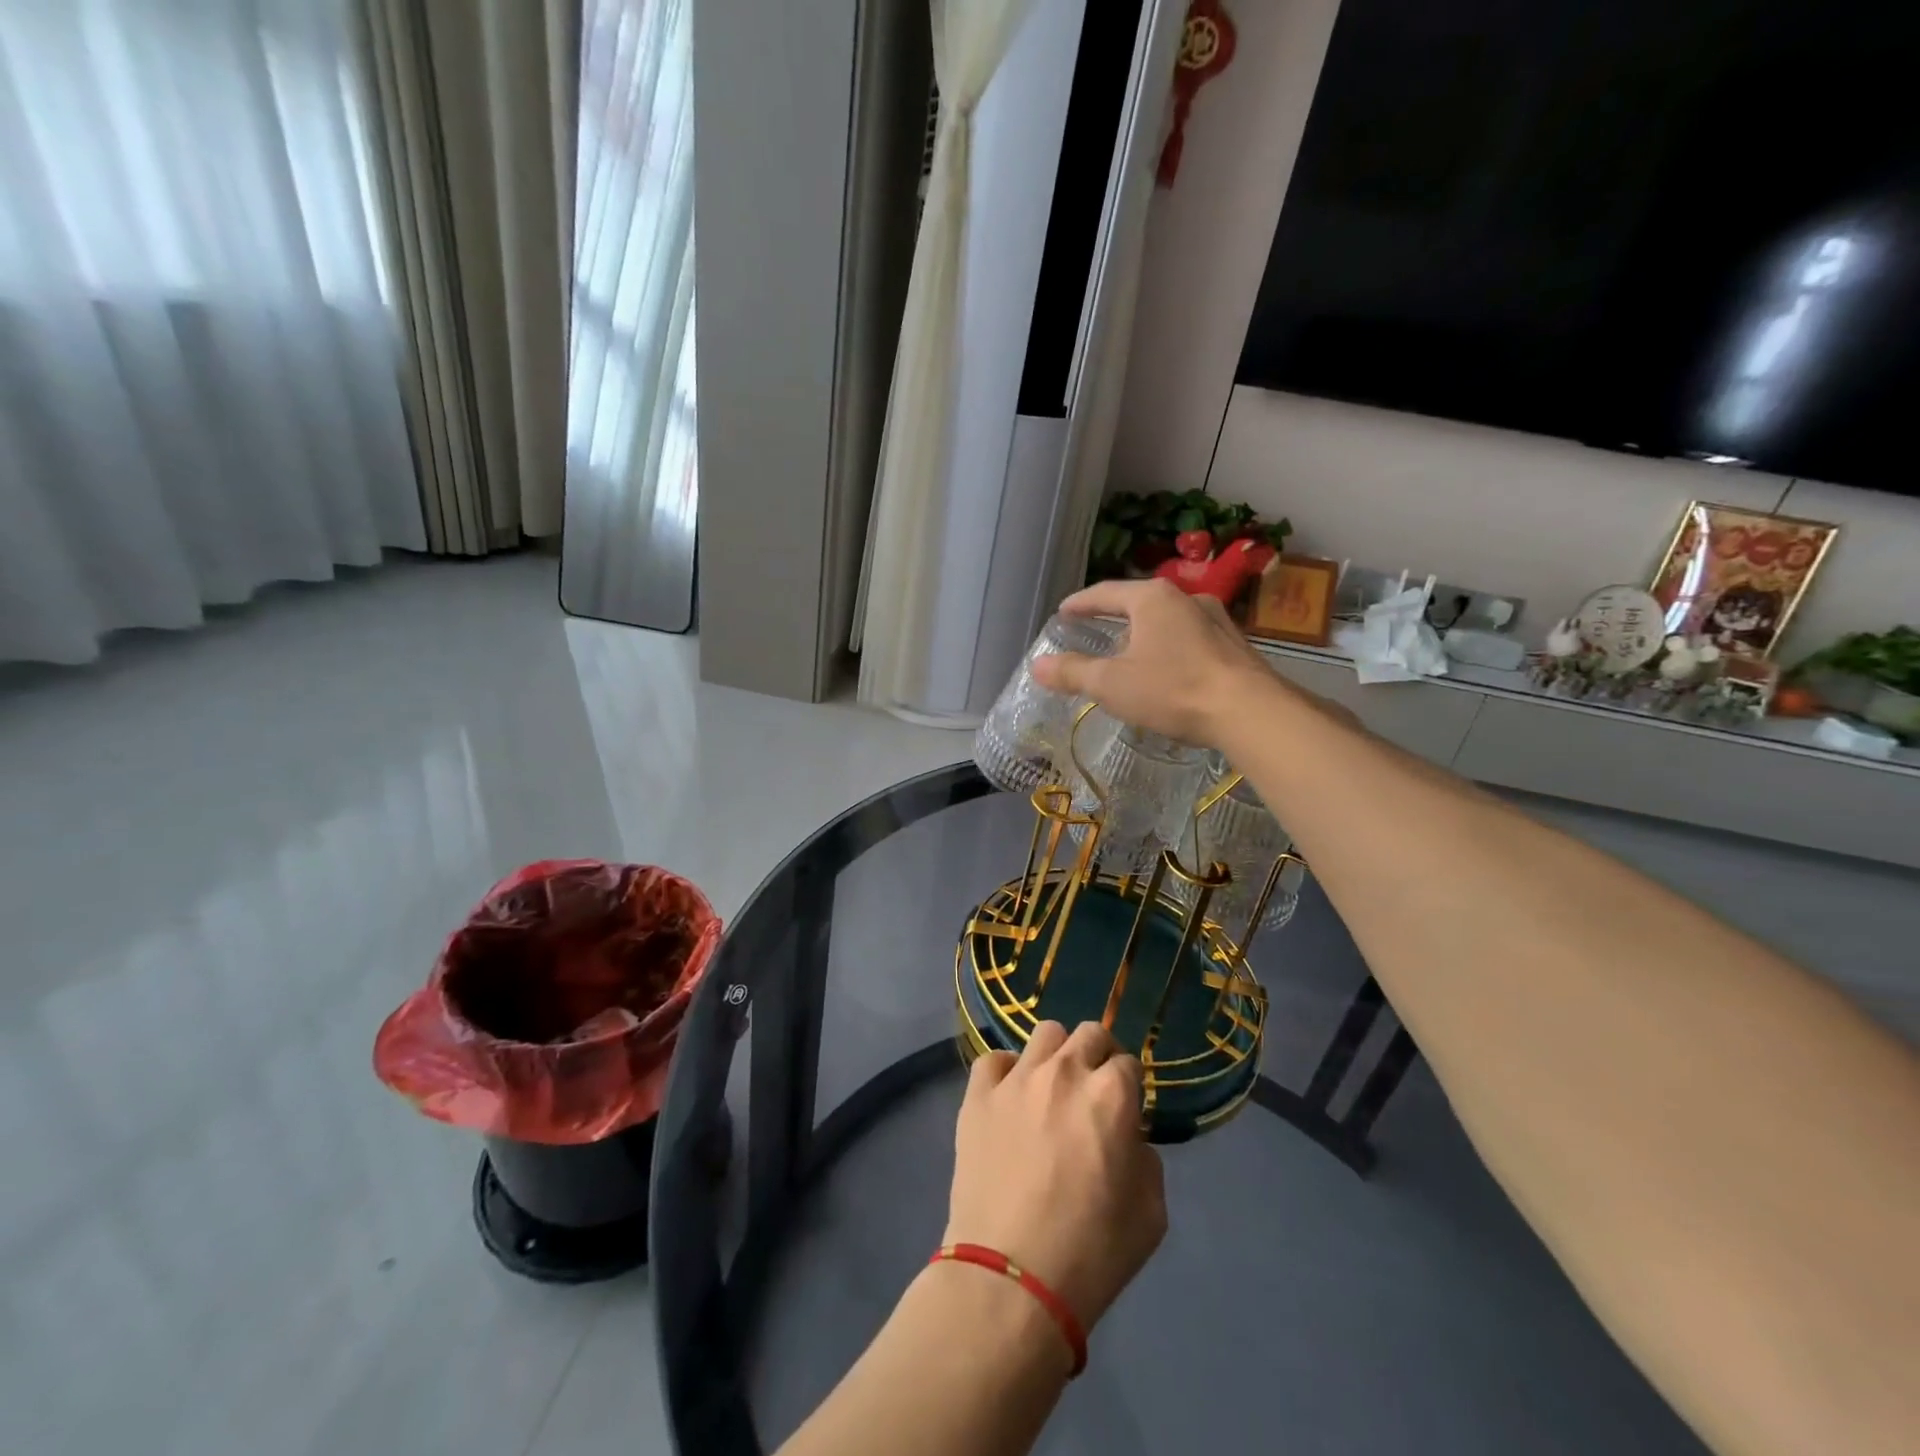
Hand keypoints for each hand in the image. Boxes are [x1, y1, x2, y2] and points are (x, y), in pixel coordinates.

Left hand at [946, 1022, 1166, 1333]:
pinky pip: (995, 1060)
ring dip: (1057, 1056)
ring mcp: (1017, 1078)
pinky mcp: (978, 1094)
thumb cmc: (1091, 1253)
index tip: (1124, 1112)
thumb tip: (1126, 1137)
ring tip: (1051, 1091)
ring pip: (1045, 1034)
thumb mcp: (1151, 1214)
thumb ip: (1145, 1158)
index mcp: (1111, 1095)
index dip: (1130, 1087)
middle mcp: (1065, 1071)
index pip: (1129, 1063)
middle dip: (1099, 1057)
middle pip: (1089, 1034)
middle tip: (1093, 1094)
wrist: (1011, 1278)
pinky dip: (1007, 1072)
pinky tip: (1010, 1100)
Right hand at [1031, 578, 1273, 747]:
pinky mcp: (1234, 644)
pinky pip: (1190, 639)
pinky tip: (1167, 671)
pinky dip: (1169, 648)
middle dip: (1114, 618)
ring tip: (1129, 654)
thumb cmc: (1173, 689)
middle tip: (1094, 633)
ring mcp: (1216, 619)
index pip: (1105, 592)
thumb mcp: (1112, 684)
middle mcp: (1186, 598)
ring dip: (1144, 634)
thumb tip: (1038, 665)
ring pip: (1167, 621)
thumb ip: (1073, 673)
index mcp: (1152, 598)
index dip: (1080, 603)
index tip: (1063, 613)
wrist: (1250, 712)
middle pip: (1138, 603)